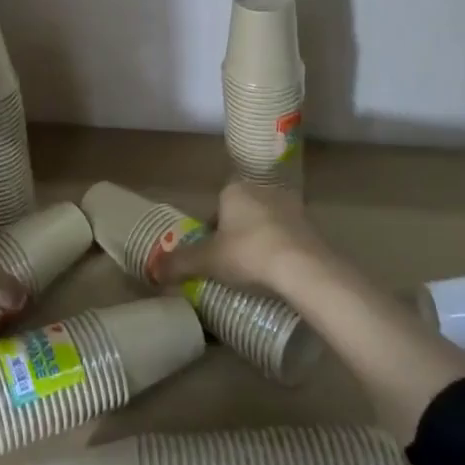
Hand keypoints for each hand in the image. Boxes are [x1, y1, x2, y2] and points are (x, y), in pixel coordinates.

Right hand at [151, 182, 328, 292]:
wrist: (305, 268)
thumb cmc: (248, 254)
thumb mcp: (207, 261)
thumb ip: (179, 263)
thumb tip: (153, 269)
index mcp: (234, 190)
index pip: (216, 208)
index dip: (211, 232)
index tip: (211, 256)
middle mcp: (262, 190)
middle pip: (241, 214)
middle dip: (236, 236)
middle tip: (232, 266)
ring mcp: (291, 207)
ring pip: (266, 225)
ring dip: (261, 242)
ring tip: (256, 273)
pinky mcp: (312, 226)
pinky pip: (289, 238)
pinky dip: (282, 252)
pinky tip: (279, 275)